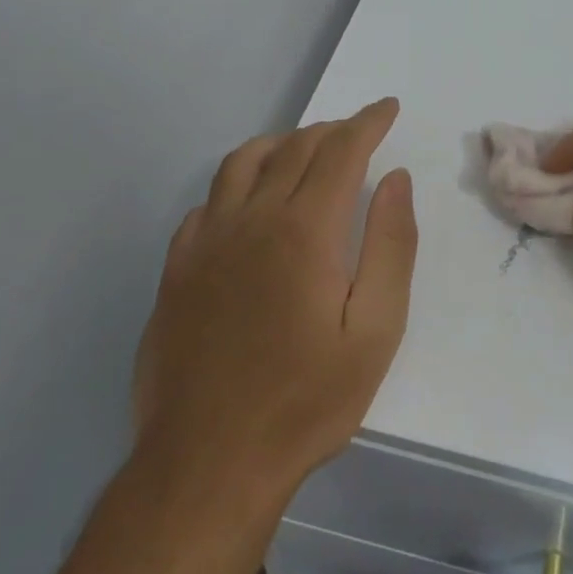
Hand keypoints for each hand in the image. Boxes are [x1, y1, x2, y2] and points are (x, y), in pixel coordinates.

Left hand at [132, 99, 417, 502]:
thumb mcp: (375, 330)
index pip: (341, 151)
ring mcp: (207, 242)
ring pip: (243, 162)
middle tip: (359, 131)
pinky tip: (249, 204)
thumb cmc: (306, 400)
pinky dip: (237, 183)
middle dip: (333, 130)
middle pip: (295, 148)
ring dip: (282, 143)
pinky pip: (208, 202)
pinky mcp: (177, 270)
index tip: (387, 108)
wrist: (208, 465)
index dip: (368, 123)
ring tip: (305, 150)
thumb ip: (390, 245)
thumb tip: (395, 179)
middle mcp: (252, 218)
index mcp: (303, 229)